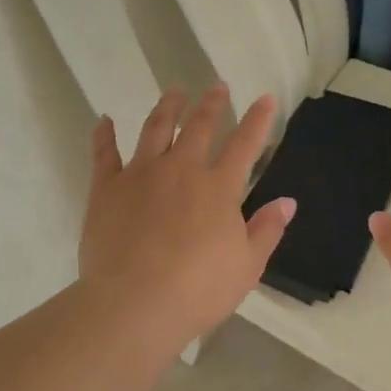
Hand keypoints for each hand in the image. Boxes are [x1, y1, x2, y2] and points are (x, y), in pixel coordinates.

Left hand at [79, 84, 294, 348]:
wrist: (135, 303)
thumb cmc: (198, 290)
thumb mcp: (247, 266)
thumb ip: (266, 230)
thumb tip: (287, 201)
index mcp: (219, 188)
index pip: (245, 145)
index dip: (258, 120)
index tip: (265, 98)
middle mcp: (181, 170)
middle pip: (199, 127)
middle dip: (212, 104)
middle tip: (217, 87)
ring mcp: (141, 175)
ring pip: (156, 129)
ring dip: (168, 107)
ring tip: (175, 91)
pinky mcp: (106, 188)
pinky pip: (104, 154)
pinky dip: (104, 135)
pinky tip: (105, 120)